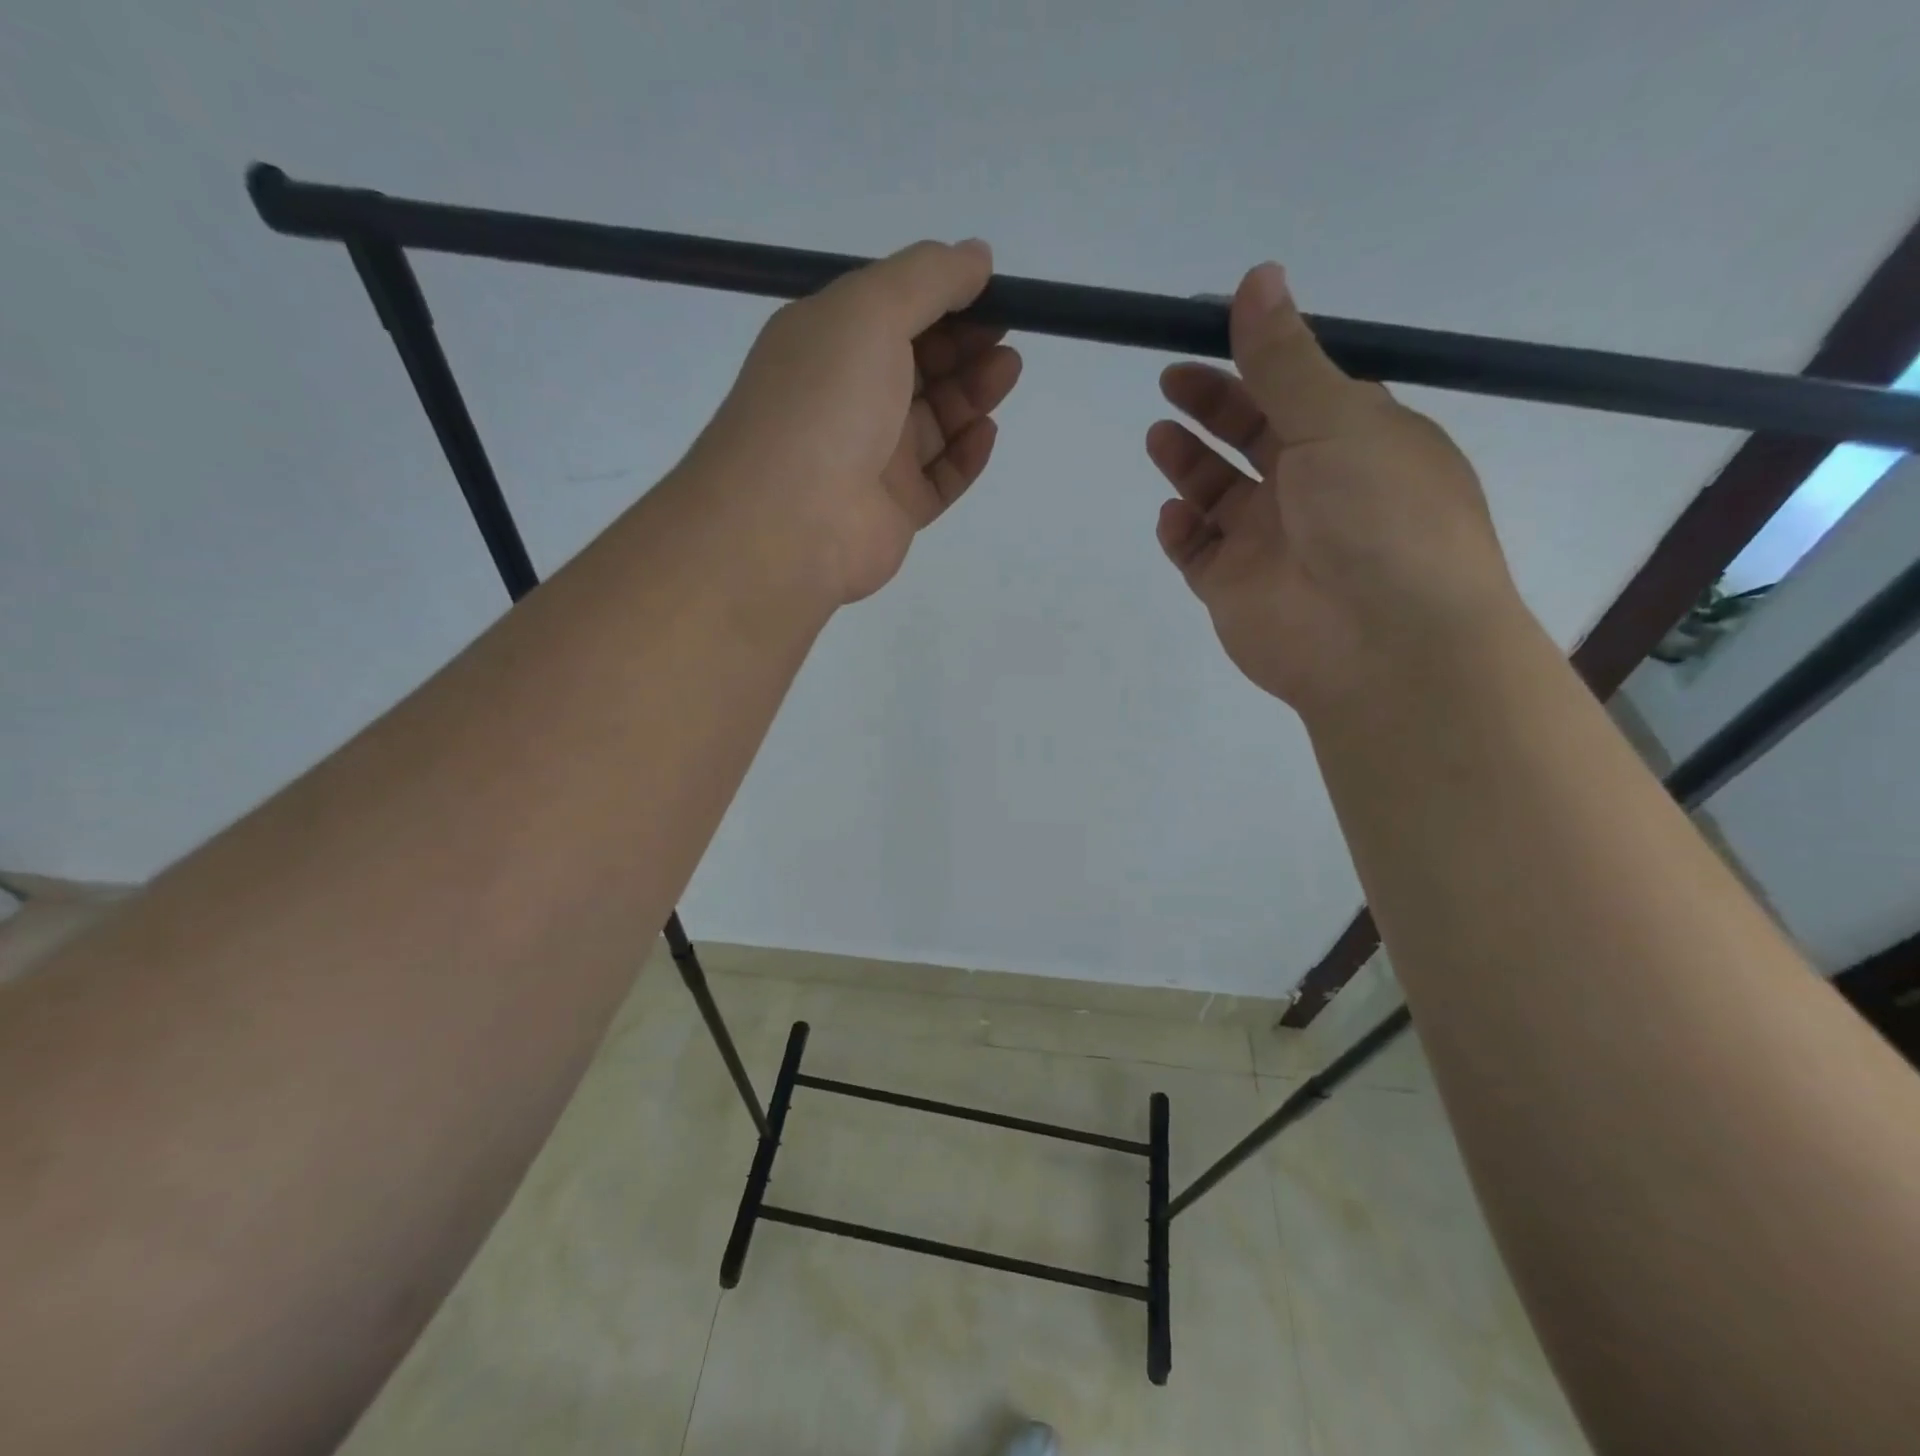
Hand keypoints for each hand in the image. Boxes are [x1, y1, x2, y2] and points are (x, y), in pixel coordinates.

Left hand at [689, 240, 1022, 606]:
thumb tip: (976, 256)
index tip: (991, 291)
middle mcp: (849, 399)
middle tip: (1006, 336)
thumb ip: (928, 278)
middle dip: (964, 345)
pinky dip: (966, 455)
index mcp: (828, 344)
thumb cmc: (825, 400)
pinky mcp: (894, 510)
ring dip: (972, 394)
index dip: (942, 299)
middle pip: (918, 367)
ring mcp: (872, 460)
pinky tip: (987, 431)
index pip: (892, 312)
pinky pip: (940, 478)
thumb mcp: (870, 310)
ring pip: (934, 423)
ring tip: (1006, 371)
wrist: (792, 520)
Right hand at [1146, 263, 1523, 713]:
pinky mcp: (1234, 589)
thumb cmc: (1378, 517)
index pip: (1297, 389)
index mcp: (1355, 440)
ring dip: (1188, 464)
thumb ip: (1285, 359)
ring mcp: (1270, 543)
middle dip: (1212, 406)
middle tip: (1170, 380)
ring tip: (1159, 436)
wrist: (1382, 645)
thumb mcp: (1338, 420)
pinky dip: (1180, 531)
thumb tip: (1257, 276)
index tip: (1205, 330)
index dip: (1253, 359)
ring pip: (1218, 495)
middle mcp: (1312, 488)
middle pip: (1252, 437)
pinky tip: (1174, 516)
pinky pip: (1197, 551)